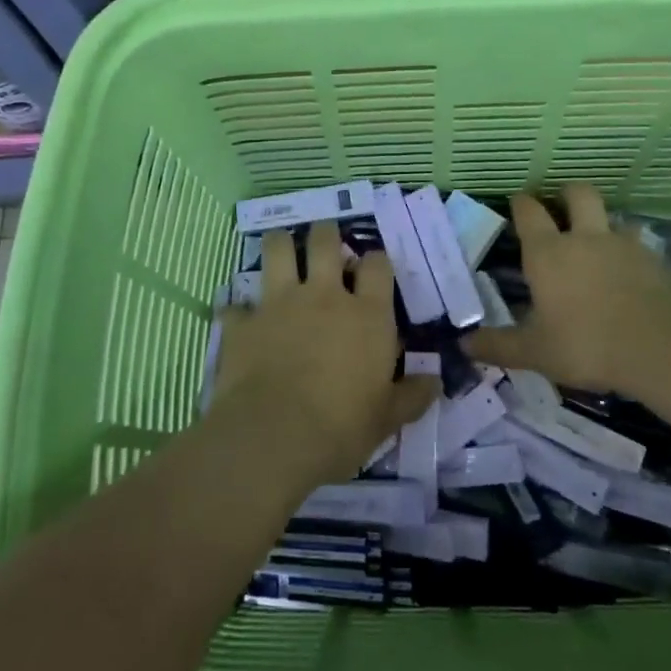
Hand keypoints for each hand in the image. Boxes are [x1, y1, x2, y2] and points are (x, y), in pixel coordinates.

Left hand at [209, 221, 436, 487]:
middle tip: (325, 242)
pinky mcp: (243, 322)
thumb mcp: (387, 418)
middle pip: (325, 241)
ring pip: (277, 249)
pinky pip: (235, 304)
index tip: (373, 268)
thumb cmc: (341, 427)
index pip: (377, 264)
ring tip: (282, 248)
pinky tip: (239, 317)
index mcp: (366, 314)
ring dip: (280, 244)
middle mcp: (323, 296)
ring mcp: (279, 303)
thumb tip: (434, 382)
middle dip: (326, 233)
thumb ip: (411, 396)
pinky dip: (238, 309)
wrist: (273, 437)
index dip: (376, 260)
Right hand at [470, 184, 670, 394]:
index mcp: (548, 254)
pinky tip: (630, 271)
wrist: (659, 347)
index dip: (521, 203)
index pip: (529, 213)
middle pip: (578, 194)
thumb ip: (499, 346)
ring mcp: (623, 245)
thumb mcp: (535, 352)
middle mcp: (584, 239)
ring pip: (613, 216)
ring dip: (604, 222)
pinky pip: (639, 244)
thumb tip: (464, 345)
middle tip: (561, 205)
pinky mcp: (654, 260)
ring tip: (600, 241)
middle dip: (567, 193)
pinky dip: (630, 251)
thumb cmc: (586, 345)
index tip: (517, 200)